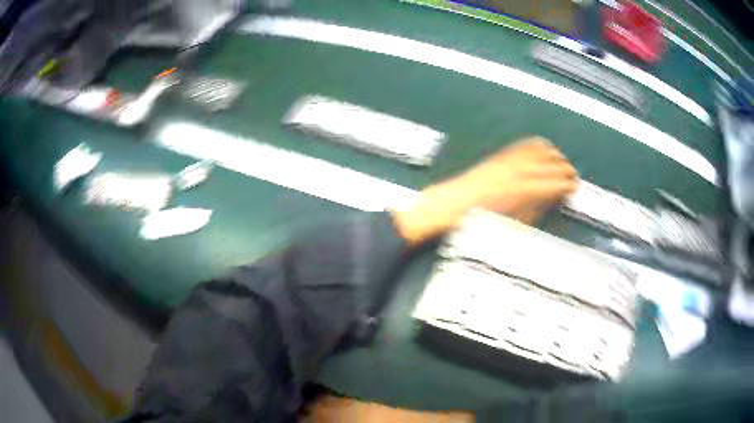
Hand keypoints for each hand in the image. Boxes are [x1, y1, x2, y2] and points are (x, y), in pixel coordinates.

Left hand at [394, 137, 578, 244]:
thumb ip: (535, 211)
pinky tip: (544, 147)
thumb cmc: (477, 222)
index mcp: (523, 191)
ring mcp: (507, 161)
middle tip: (573, 176)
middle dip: (565, 170)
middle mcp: (518, 171)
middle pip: (551, 165)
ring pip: (540, 151)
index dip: (568, 186)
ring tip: (562, 162)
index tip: (574, 188)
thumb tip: (551, 202)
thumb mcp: (511, 224)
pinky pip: (523, 145)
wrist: (447, 207)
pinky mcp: (498, 156)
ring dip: (554, 156)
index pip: (555, 184)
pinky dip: (537, 145)